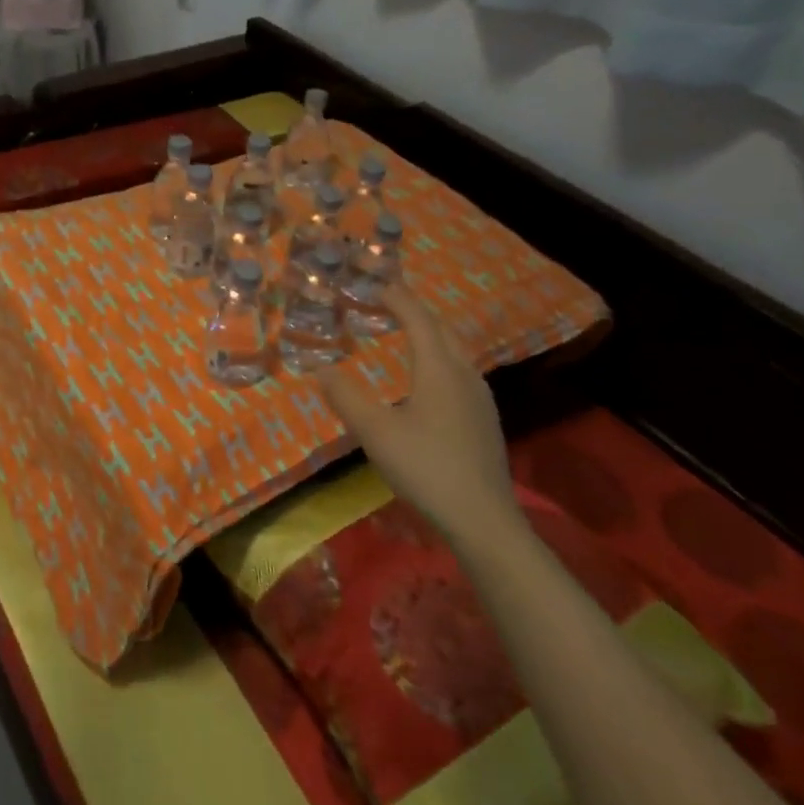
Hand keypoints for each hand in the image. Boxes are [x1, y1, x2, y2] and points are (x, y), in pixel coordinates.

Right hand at [320, 287, 520, 548]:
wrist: (484, 520)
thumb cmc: (426, 467)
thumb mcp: (375, 432)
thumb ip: (345, 397)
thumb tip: (319, 368)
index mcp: (439, 368)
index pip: (417, 318)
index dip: (396, 297)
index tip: (375, 284)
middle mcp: (464, 373)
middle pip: (441, 329)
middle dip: (415, 310)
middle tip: (387, 303)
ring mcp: (479, 397)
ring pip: (454, 350)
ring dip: (429, 334)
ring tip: (404, 334)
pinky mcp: (483, 419)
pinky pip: (459, 371)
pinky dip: (438, 357)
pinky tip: (426, 379)